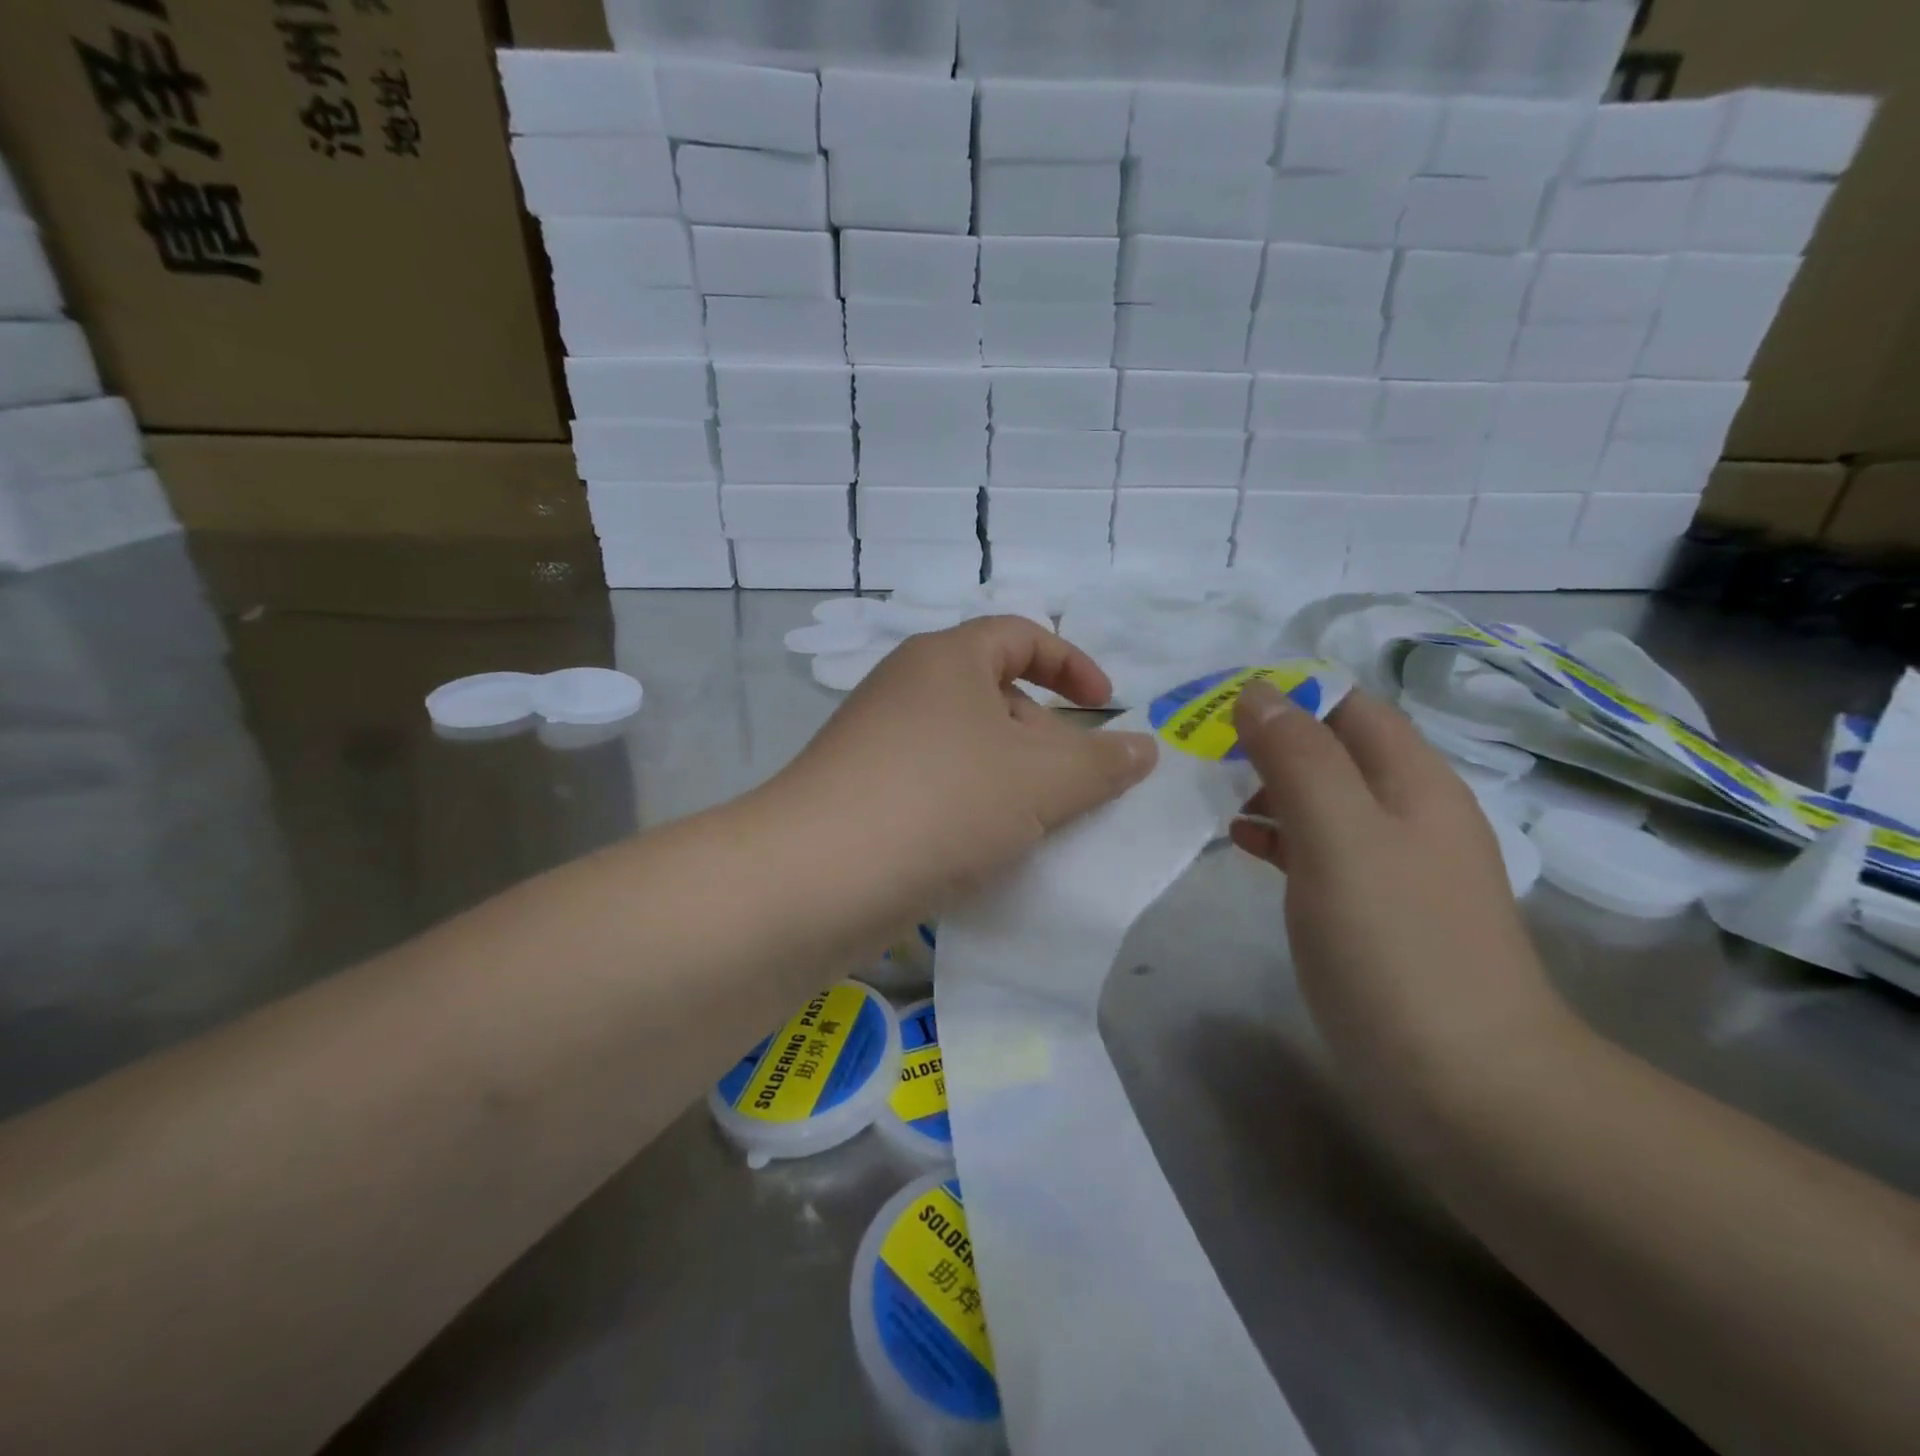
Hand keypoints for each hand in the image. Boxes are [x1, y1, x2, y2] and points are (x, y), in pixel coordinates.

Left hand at [772, 616, 1157, 924]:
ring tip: (1036, 827)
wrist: (816, 878)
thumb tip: (1144, 748)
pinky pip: (932, 786)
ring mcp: (874, 742)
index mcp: (945, 659)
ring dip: (1009, 780)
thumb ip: (1102, 762)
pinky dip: (968, 808)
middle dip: (1045, 736)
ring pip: (964, 748)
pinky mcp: (858, 794)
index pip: (1021, 635)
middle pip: (994, 694)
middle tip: (1074, 788)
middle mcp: (904, 688)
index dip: (1072, 665)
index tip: (1108, 707)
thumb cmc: (942, 803)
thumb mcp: (1041, 781)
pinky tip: (984, 852)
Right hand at [1228, 680, 1571, 1102]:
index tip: (1216, 704)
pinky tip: (1241, 844)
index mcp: (1413, 780)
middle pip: (1332, 749)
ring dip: (1268, 785)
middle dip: (1268, 738)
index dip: (1284, 693)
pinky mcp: (1373, 910)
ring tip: (1209, 792)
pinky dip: (1278, 835)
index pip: (1346, 704)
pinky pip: (1319, 847)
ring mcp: (1393, 864)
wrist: (1465, 1084)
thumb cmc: (1396, 946)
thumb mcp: (1340, 836)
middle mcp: (1409, 811)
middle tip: (1200, 748)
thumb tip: (1257, 692)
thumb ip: (1298, 758)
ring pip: (1322, 798)